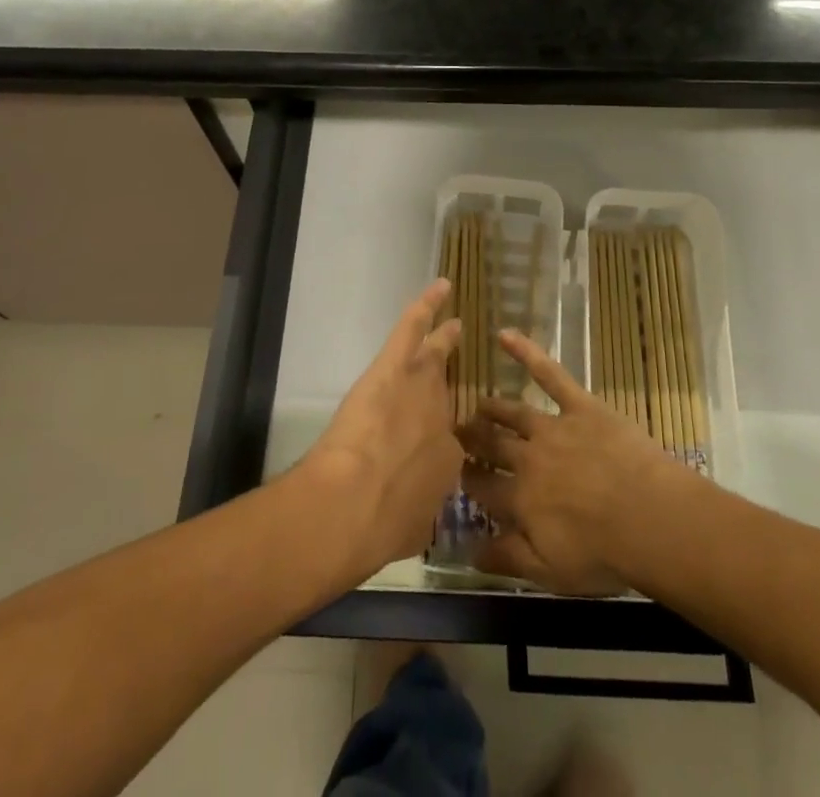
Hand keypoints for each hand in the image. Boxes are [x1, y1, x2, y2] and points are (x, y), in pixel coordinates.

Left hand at [298, 278, 463, 579]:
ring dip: (445, 338)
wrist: (353, 506)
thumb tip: (413, 521)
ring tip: (455, 325)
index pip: (453, 445)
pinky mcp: (395, 366)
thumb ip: (418, 519)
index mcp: (449, 464)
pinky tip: (441, 286)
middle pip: (450, 396)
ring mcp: (422, 387)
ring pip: (435, 353)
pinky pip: (413, 327)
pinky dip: (428, 304)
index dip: (447, 441)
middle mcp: (445, 421)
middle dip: (457, 385)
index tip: (443, 440)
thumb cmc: (378, 528)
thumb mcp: (411, 532)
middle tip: (466, 375)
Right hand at [459, 328, 682, 595]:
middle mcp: (527, 458)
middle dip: (473, 440)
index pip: (482, 486)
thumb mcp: (549, 572)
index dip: (466, 478)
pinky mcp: (579, 405)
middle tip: (458, 432)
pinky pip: (549, 374)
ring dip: (494, 409)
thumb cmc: (603, 552)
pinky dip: (527, 352)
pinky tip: (505, 335)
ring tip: (481, 406)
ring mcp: (552, 426)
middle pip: (492, 446)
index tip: (454, 471)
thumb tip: (467, 552)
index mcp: (518, 499)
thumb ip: (507, 559)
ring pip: (514, 413)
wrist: (648, 517)